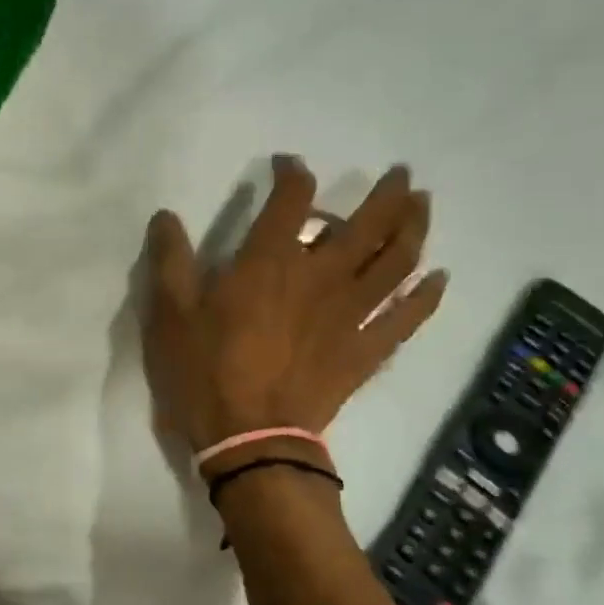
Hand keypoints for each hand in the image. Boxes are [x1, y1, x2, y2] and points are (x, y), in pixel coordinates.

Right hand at [142, 159, 446, 465]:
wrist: (249, 438)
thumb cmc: (204, 371)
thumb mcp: (169, 314)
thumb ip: (169, 260)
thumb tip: (165, 215)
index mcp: (270, 262)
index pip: (291, 200)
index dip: (293, 173)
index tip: (288, 166)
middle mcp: (320, 276)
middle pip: (368, 224)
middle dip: (388, 194)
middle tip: (401, 175)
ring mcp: (350, 314)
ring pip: (397, 262)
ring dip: (415, 229)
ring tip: (423, 208)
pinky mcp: (365, 350)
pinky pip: (406, 318)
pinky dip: (426, 296)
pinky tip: (438, 279)